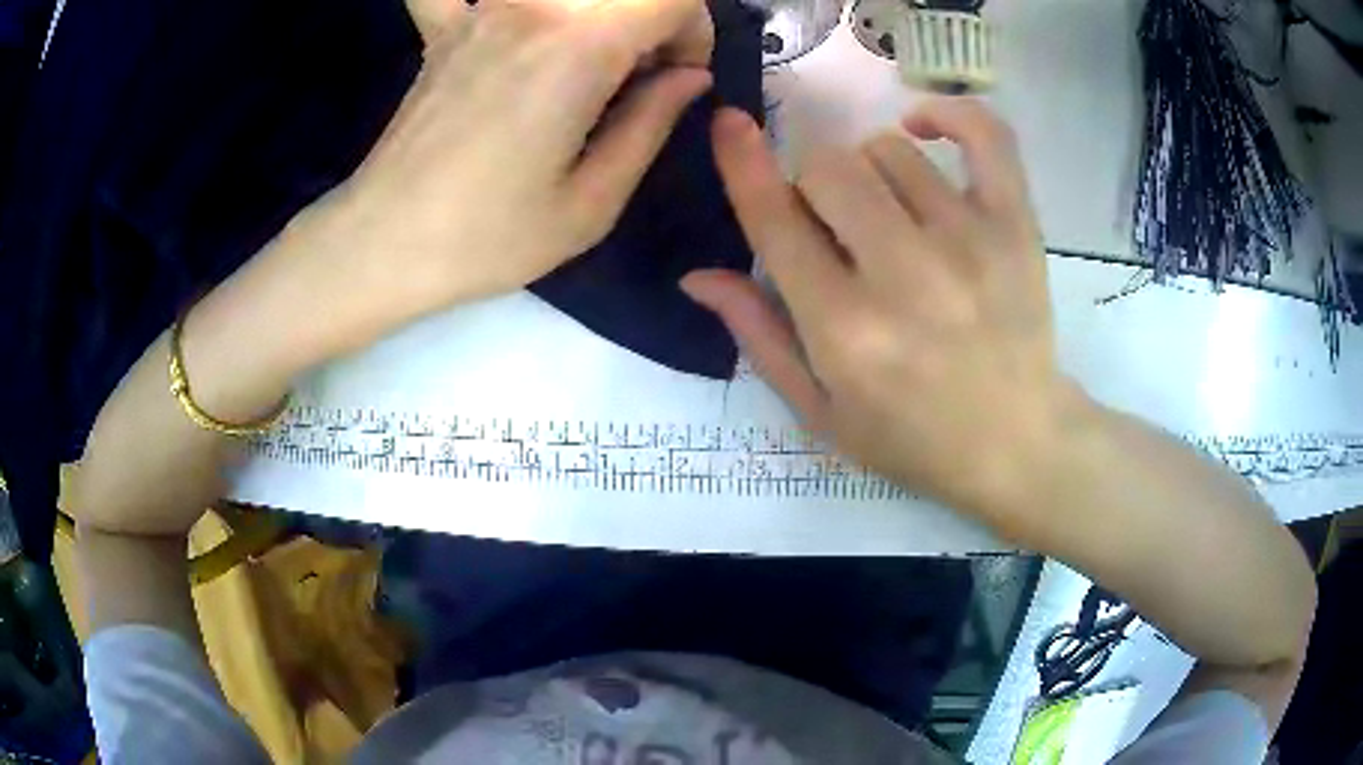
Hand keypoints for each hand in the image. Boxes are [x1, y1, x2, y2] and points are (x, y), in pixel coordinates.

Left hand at [302, 0, 713, 349]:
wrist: (381, 244)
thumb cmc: (487, 237)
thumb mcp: (592, 203)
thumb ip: (652, 123)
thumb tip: (689, 78)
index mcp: (579, 46)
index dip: (695, 31)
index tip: (678, 79)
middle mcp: (533, 8)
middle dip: (654, 20)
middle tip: (640, 75)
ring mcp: (483, 10)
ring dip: (600, 14)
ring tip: (589, 65)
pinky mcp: (450, 27)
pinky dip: (515, 11)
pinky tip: (520, 35)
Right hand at [683, 100, 1092, 532]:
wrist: (1017, 444)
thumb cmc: (913, 439)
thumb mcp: (820, 412)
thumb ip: (759, 337)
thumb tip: (697, 275)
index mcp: (845, 330)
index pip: (776, 220)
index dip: (742, 163)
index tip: (728, 123)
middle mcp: (904, 274)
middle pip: (828, 167)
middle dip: (813, 186)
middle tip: (837, 226)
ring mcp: (969, 241)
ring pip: (890, 148)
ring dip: (872, 172)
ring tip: (893, 216)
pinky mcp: (1017, 225)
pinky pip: (984, 134)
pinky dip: (950, 114)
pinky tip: (924, 127)